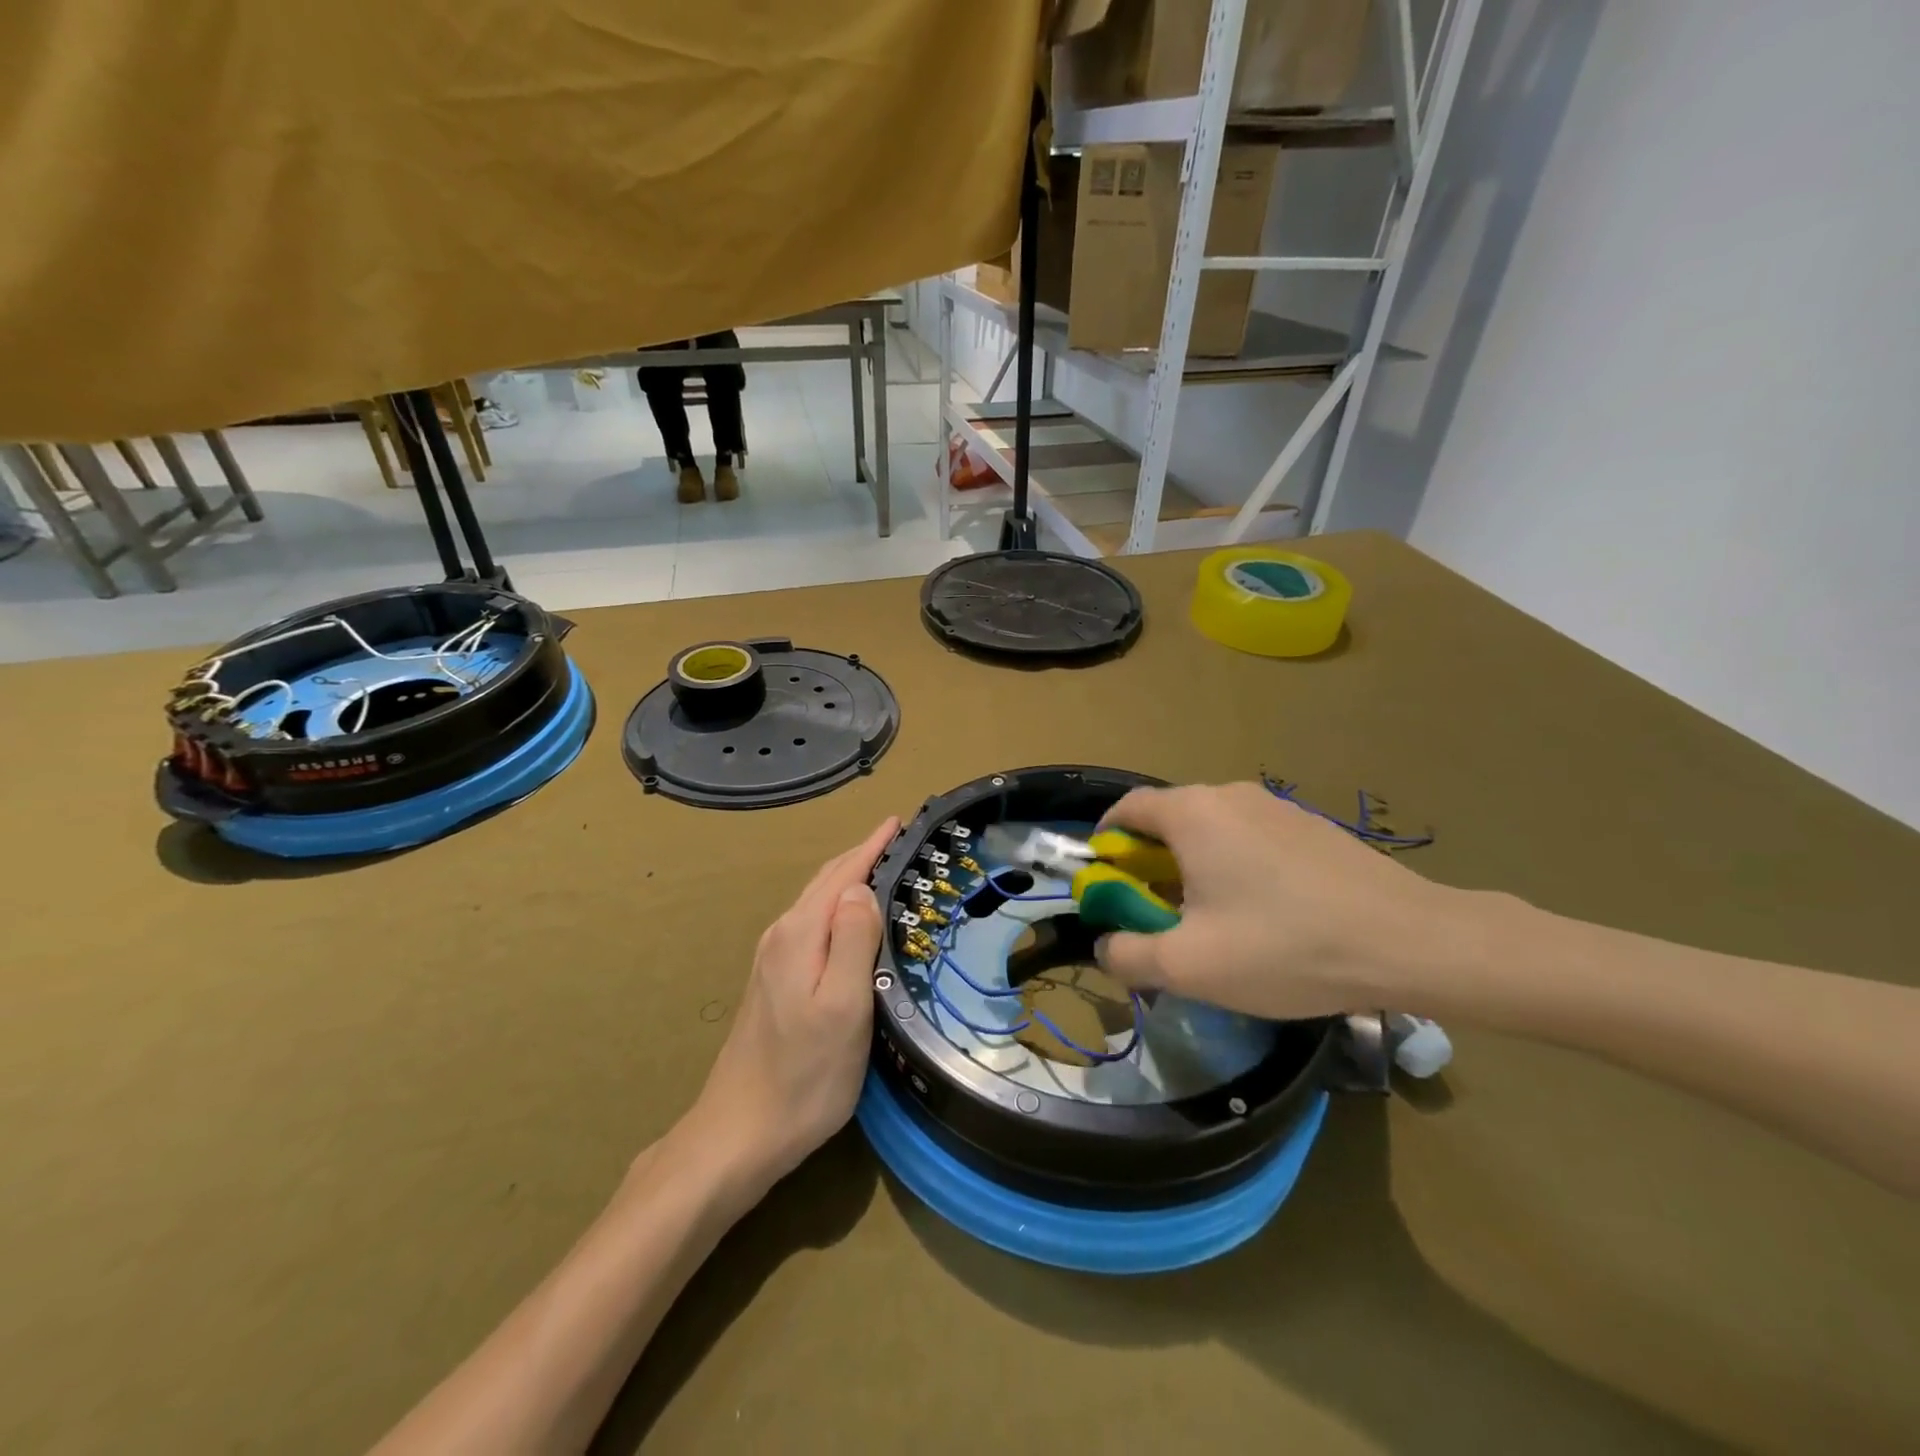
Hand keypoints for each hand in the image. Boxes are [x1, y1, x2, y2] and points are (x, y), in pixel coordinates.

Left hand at [681, 817, 898, 1201]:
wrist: (738, 1133)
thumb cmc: (804, 1075)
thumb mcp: (844, 1007)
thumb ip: (854, 941)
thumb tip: (862, 889)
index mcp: (800, 934)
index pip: (842, 873)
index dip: (872, 845)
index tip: (899, 820)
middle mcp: (782, 935)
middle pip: (826, 882)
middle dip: (861, 855)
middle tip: (898, 838)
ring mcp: (773, 958)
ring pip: (818, 902)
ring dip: (850, 879)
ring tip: (883, 868)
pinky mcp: (774, 981)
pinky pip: (812, 924)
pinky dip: (838, 907)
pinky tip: (852, 920)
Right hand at [1094, 782, 1460, 1019]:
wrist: (1410, 941)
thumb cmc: (1285, 947)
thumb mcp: (1189, 966)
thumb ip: (1127, 955)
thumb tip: (1106, 944)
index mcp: (1193, 813)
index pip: (1126, 808)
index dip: (1105, 843)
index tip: (1106, 885)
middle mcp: (1230, 796)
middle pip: (1168, 821)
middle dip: (1149, 866)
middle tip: (1156, 917)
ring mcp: (1277, 807)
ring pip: (1212, 833)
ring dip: (1193, 870)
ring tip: (1211, 924)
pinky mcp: (1311, 827)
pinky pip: (1251, 841)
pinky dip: (1234, 870)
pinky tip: (1263, 919)